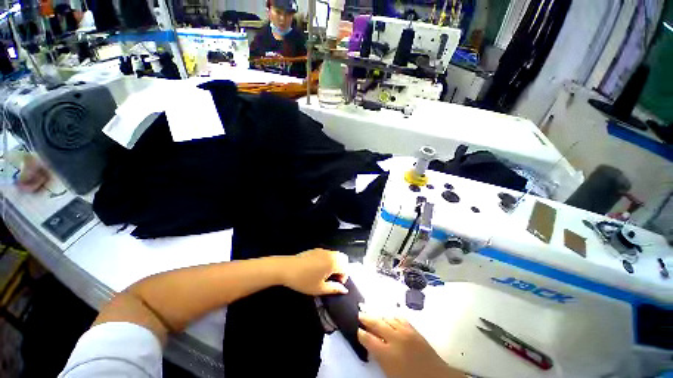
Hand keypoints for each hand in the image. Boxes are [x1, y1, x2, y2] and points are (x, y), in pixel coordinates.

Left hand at [280, 249, 348, 295]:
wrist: (287, 268)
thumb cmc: (303, 280)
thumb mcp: (319, 288)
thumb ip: (334, 289)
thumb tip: (344, 290)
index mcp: (332, 263)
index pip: (346, 267)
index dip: (344, 277)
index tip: (337, 284)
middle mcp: (329, 254)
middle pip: (343, 258)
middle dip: (342, 268)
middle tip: (334, 278)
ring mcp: (322, 250)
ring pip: (335, 254)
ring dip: (335, 263)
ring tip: (326, 273)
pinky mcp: (316, 249)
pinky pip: (327, 253)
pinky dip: (328, 259)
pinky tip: (318, 268)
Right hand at [358, 313, 462, 377]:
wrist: (435, 377)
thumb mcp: (390, 373)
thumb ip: (379, 357)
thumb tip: (371, 345)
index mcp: (387, 354)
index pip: (369, 339)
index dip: (362, 334)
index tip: (358, 330)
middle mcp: (394, 339)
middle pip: (377, 324)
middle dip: (367, 319)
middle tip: (360, 315)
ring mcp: (405, 332)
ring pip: (387, 319)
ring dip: (378, 316)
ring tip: (372, 315)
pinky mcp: (413, 329)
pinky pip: (399, 318)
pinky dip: (392, 317)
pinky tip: (388, 317)